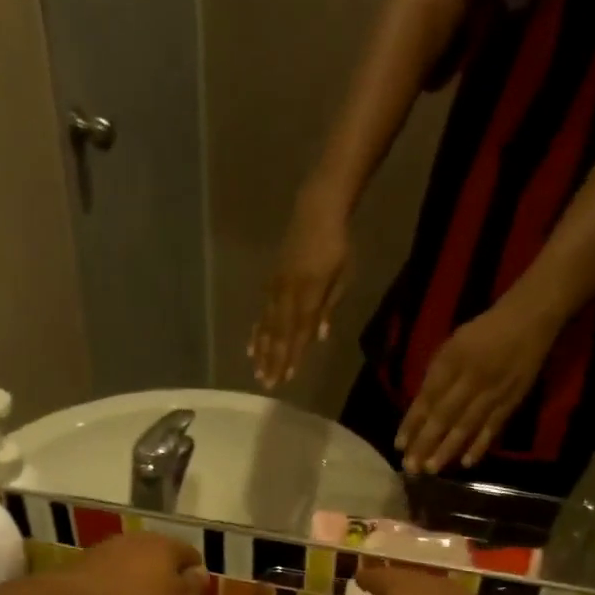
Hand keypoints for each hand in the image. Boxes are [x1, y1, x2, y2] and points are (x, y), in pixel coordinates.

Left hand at [63, 532, 206, 594]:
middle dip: (164, 573)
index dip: (195, 573)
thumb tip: (200, 571)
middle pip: (158, 554)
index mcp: (165, 546)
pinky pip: (107, 575)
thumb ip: (192, 588)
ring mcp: (104, 550)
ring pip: (130, 562)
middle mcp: (135, 540)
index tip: (194, 594)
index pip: (190, 554)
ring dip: (136, 578)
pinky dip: (113, 586)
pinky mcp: (78, 566)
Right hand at [249, 188, 351, 388]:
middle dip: (273, 360)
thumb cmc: (337, 244)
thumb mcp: (342, 276)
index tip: (286, 378)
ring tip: (257, 371)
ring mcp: (277, 288)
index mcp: (309, 294)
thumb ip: (328, 307)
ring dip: (262, 351)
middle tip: (267, 384)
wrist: (316, 210)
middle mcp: (289, 294)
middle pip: (280, 334)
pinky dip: (257, 331)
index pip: (300, 333)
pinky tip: (251, 346)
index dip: (293, 357)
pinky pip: (262, 312)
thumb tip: (319, 336)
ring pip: (268, 325)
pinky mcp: (271, 282)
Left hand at [395, 295, 556, 474]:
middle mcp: (471, 379)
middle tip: (411, 467)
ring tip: (432, 470)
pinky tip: (466, 463)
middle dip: (425, 443)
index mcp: (452, 362)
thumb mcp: (452, 345)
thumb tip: (419, 410)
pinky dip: (480, 445)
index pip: (427, 398)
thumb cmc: (483, 332)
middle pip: (444, 416)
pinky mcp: (511, 401)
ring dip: (448, 449)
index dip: (412, 423)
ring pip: (466, 425)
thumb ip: (436, 376)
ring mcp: (492, 392)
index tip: (399, 445)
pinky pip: (493, 427)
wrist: (529, 319)